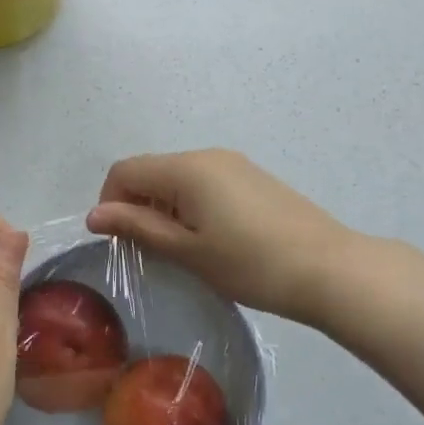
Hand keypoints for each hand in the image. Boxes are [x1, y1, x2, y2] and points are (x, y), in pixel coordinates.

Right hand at [85, 150, 358, 325]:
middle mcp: (206, 155)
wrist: (330, 269)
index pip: (124, 171)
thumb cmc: (250, 263)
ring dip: (163, 206)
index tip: (120, 240)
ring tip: (182, 248)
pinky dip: (190, 204)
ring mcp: (233, 164)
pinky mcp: (252, 177)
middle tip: (150, 250)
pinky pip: (203, 182)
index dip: (110, 202)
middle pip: (150, 170)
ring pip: (177, 177)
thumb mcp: (187, 250)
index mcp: (185, 169)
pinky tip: (211, 238)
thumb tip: (93, 215)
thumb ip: (137, 226)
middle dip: (136, 205)